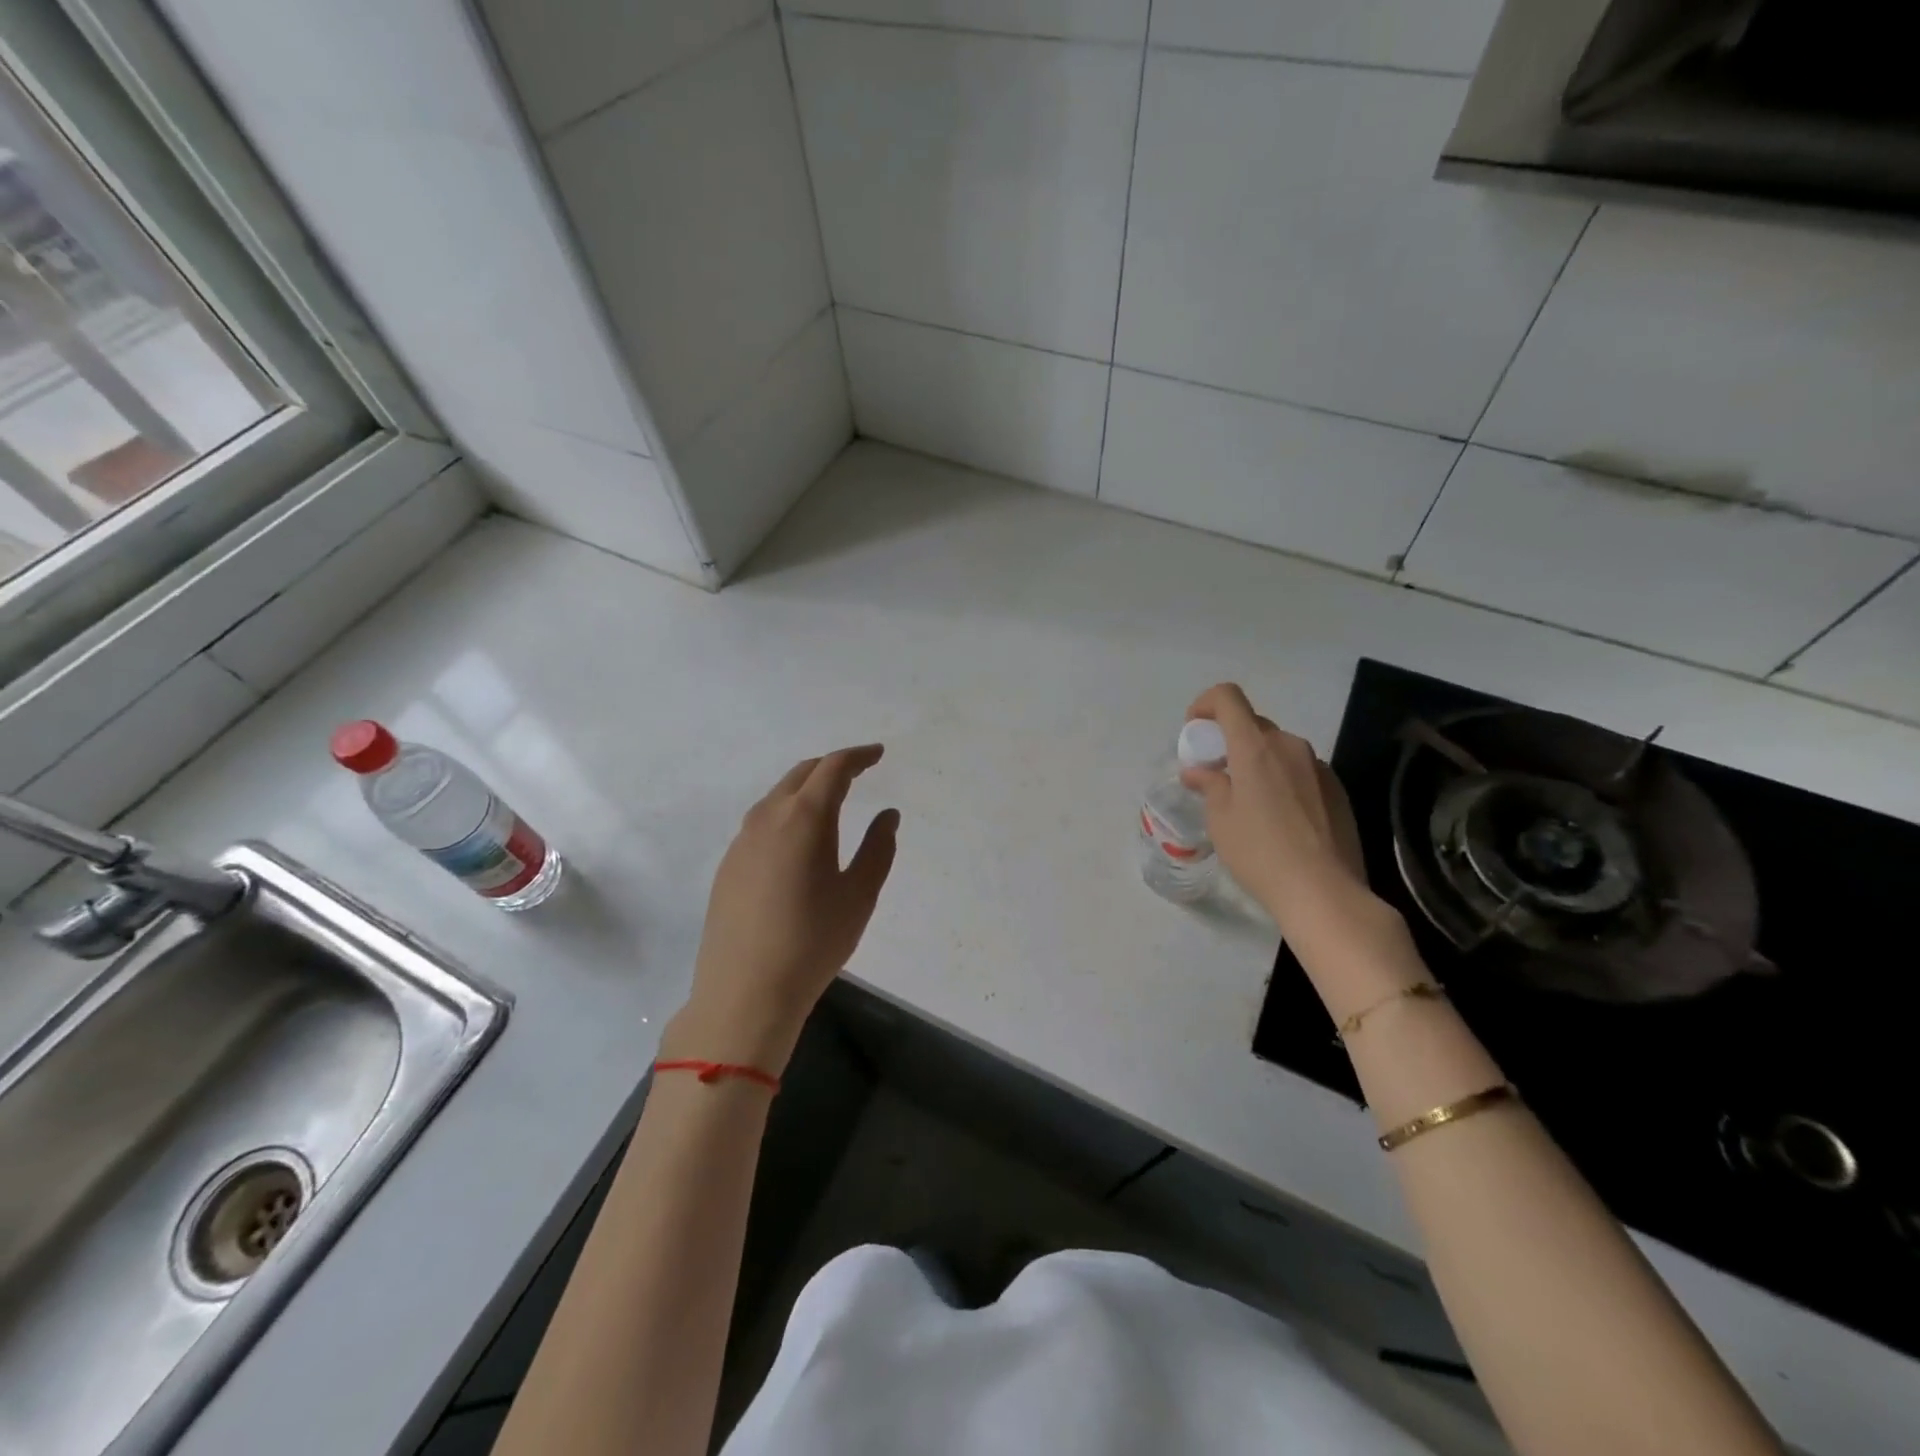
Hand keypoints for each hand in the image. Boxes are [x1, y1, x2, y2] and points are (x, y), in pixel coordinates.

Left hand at [666, 746, 899, 1073]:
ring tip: (830, 801)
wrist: (745, 991)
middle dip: (831, 766)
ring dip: (806, 788)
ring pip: (777, 796)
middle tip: (858, 772)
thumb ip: (878, 848)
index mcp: (804, 818)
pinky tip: (797, 839)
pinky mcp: (728, 865)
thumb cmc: (813, 941)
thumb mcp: (859, 895)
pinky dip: (786, 813)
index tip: (878, 754)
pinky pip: (761, 821)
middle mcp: (768, 818)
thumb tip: (887, 814)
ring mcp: (742, 841)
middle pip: (801, 774)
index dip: (858, 756)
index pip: (833, 768)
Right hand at [1180, 684, 1371, 935]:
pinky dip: (1282, 780)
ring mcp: (1318, 766)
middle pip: (1253, 725)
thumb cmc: (1260, 852)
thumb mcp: (1220, 819)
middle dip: (1229, 741)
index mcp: (1256, 746)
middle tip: (1216, 775)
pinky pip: (1300, 771)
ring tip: (1249, 802)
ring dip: (1257, 762)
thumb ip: (1209, 785)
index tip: (1195, 731)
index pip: (1228, 697)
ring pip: (1278, 749)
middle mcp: (1290, 745)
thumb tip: (1199, 771)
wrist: (1324, 892)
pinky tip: (1280, 819)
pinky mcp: (1337, 789)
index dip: (1205, 704)